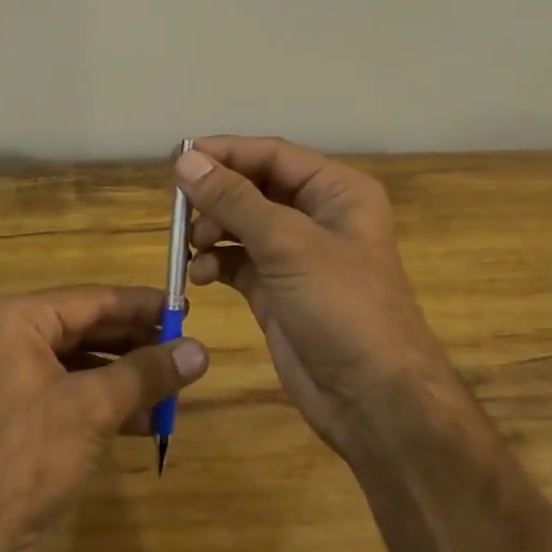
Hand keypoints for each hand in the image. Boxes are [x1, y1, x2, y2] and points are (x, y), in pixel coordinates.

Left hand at [0, 285, 208, 551]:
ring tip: (174, 388)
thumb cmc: (25, 457)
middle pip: (87, 328)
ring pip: (82, 364)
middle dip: (137, 344)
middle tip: (185, 349)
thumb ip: (147, 373)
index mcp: (15, 320)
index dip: (141, 305)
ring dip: (127, 377)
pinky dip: (106, 403)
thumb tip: (202, 350)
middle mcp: (9, 340)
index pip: (92, 299)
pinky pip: (70, 394)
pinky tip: (146, 421)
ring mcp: (10, 380)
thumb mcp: (92, 408)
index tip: (184, 309)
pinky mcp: (17, 417)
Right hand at [177, 137, 457, 458]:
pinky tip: (199, 274)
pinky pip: (237, 262)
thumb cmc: (341, 305)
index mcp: (336, 191)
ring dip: (212, 230)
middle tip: (179, 207)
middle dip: (216, 196)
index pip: (273, 154)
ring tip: (192, 245)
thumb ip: (234, 199)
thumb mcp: (287, 243)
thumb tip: (185, 160)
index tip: (178, 158)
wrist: (372, 398)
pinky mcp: (277, 290)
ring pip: (242, 225)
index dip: (226, 152)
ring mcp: (297, 255)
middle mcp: (318, 216)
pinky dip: (215, 262)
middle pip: (255, 187)